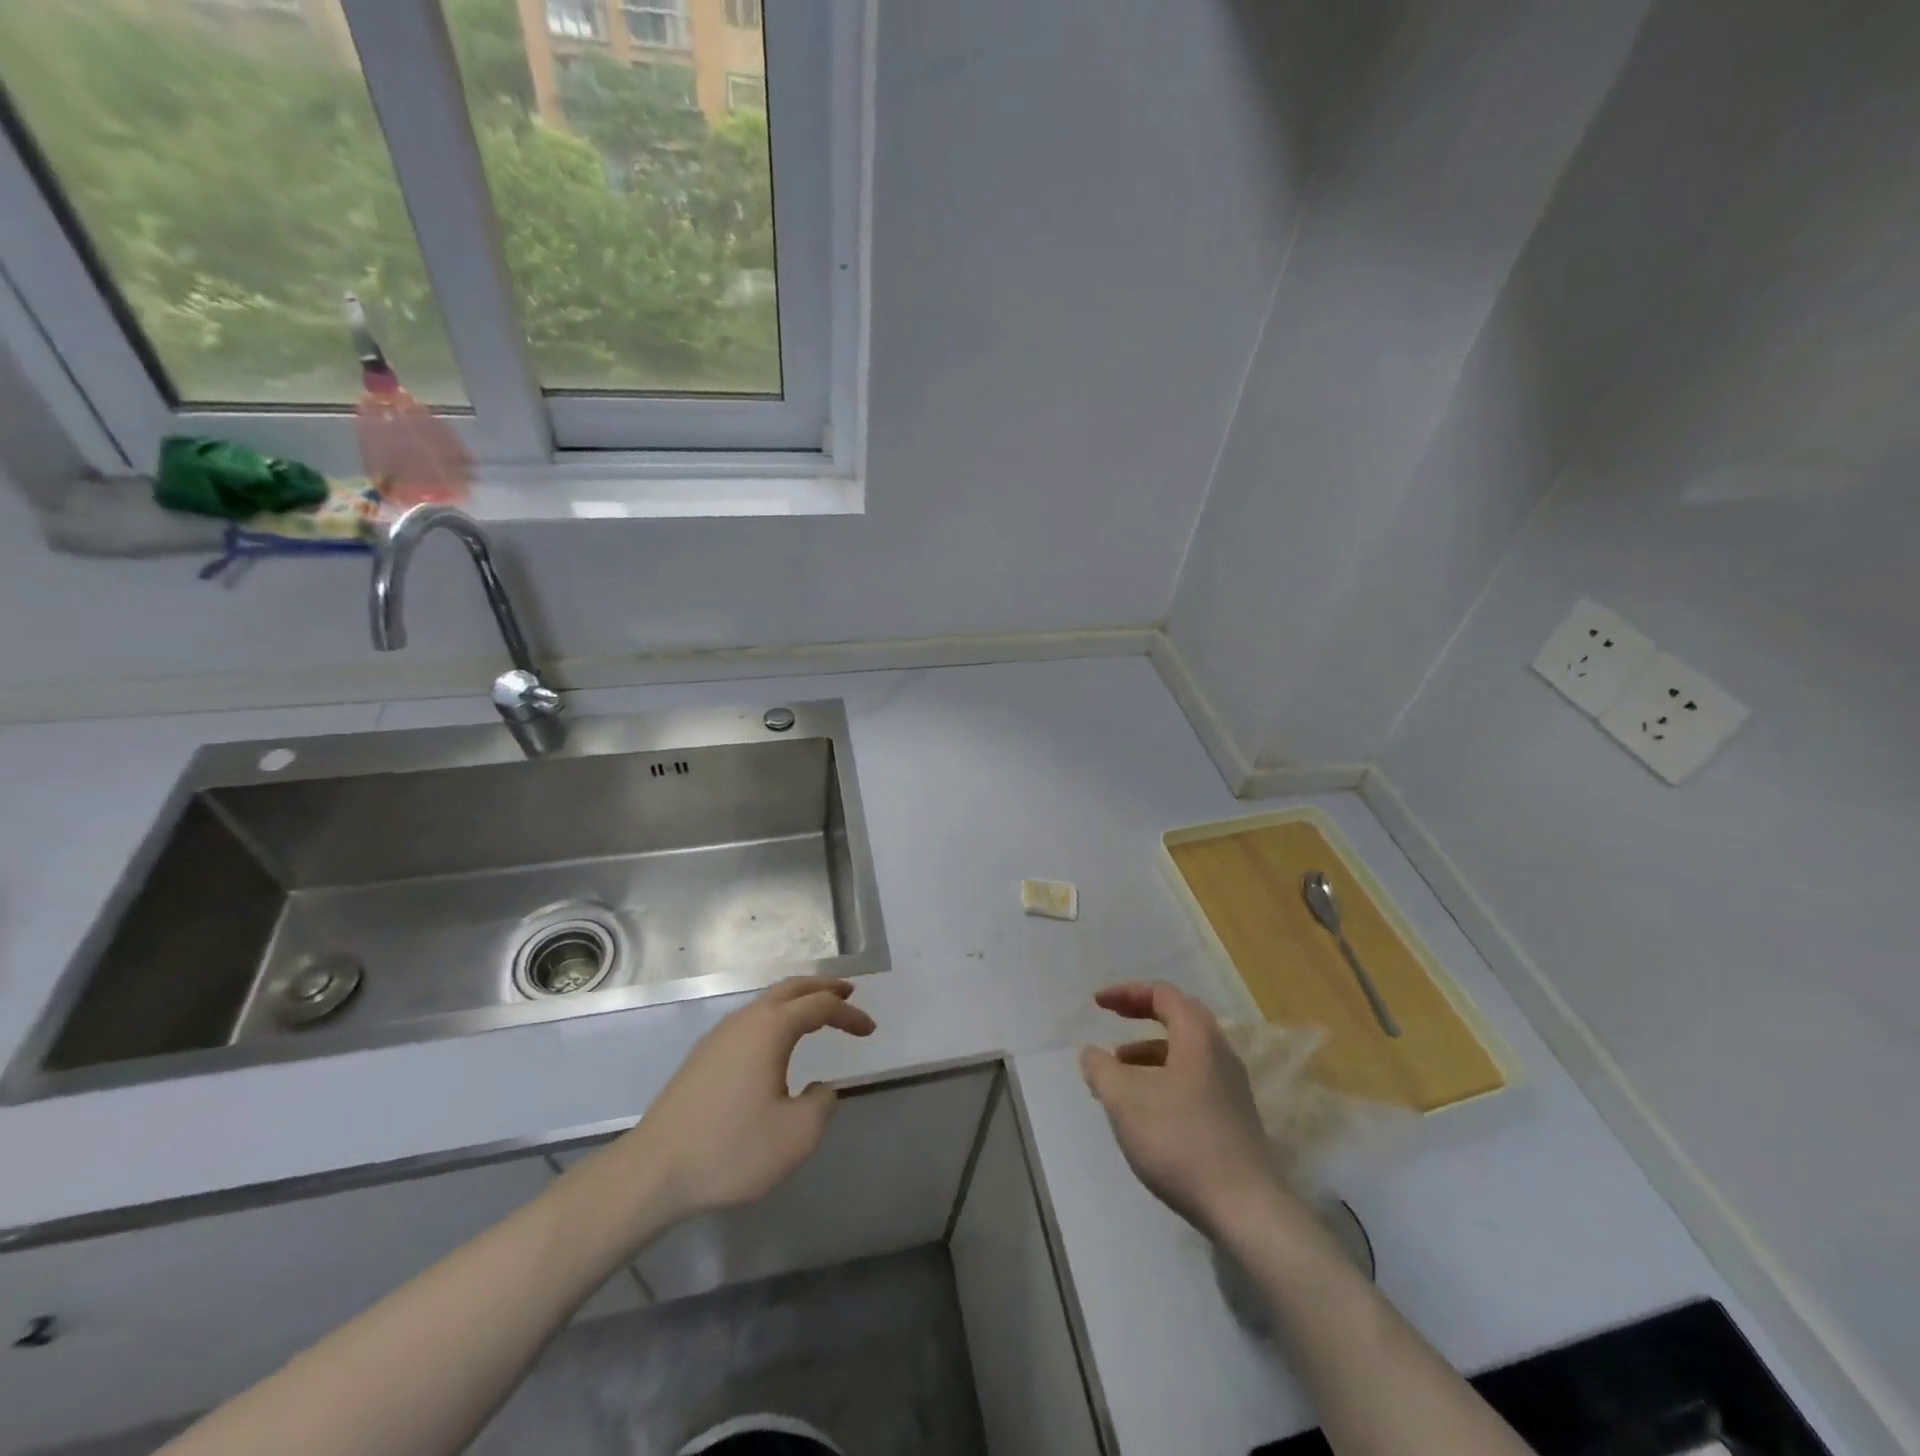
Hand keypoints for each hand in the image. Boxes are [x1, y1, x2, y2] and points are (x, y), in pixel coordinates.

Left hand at [612, 977, 875, 1229]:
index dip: (850, 1014)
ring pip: (766, 1002)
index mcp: (771, 1028)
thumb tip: (818, 1087)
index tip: (870, 1030)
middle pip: (790, 988)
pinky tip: (776, 1043)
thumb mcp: (796, 1136)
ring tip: (816, 1013)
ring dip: (796, 1001)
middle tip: (847, 992)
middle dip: (822, 987)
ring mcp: (719, 1036)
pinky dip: (775, 1018)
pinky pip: (750, 1020)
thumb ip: (821, 1104)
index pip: (820, 1006)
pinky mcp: (702, 1056)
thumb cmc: (731, 1149)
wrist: (653, 1171)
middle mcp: (745, 1020)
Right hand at [1080, 982, 1292, 1237]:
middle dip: (1141, 1015)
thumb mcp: (1125, 1100)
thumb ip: (1101, 1069)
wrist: (1245, 1208)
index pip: (1162, 994)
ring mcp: (1231, 1087)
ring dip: (1149, 1052)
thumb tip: (1091, 1053)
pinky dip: (1164, 1077)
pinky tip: (1145, 1108)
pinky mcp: (1234, 1117)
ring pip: (1186, 1052)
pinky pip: (1193, 1079)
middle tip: (1113, 1021)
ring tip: (1118, 1073)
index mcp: (1198, 1037)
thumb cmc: (1179, 1140)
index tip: (1097, 1004)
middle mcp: (1220, 1053)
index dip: (1126, 993)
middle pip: (1179, 1017)